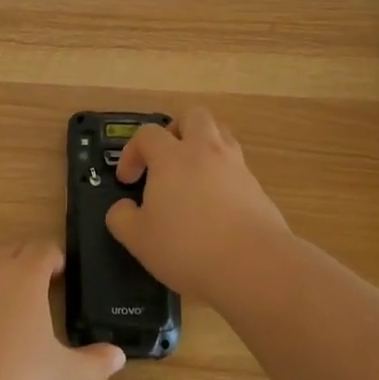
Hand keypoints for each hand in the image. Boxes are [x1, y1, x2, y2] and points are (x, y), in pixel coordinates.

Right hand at [105, 107, 293, 304]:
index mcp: (172, 157)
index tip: (128, 180)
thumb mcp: (139, 239)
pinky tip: (216, 203)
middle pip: (193, 115)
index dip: (132, 152)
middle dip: (176, 129)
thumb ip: (122, 218)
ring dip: (203, 145)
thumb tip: (123, 208)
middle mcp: (205, 150)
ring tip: (192, 175)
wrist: (254, 264)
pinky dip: (223, 173)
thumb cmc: (188, 247)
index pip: (147, 134)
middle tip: (166, 158)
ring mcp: (236, 165)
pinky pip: (236, 165)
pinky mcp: (257, 186)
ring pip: (220, 133)